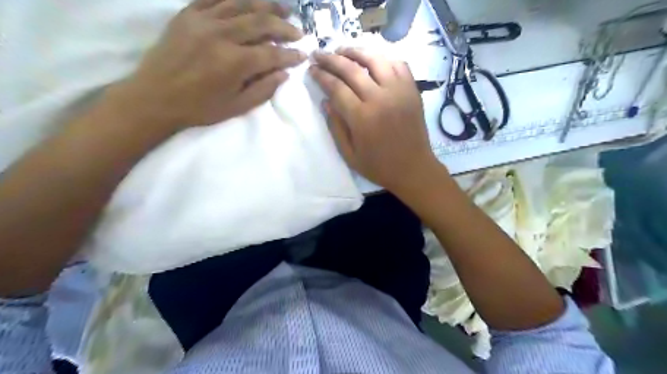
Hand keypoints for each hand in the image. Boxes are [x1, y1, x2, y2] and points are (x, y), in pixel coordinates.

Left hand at [116, 0, 307, 131]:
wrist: (155, 97)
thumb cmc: (200, 107)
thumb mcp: (237, 107)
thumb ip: (264, 89)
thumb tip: (284, 74)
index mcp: (235, 62)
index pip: (272, 53)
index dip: (291, 54)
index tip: (302, 55)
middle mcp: (222, 35)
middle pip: (262, 22)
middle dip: (284, 26)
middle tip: (298, 31)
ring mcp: (203, 20)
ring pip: (242, 3)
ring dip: (266, 4)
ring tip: (283, 8)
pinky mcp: (188, 14)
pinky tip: (248, 1)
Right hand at [310, 48, 444, 194]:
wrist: (414, 169)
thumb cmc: (379, 167)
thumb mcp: (349, 154)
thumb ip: (336, 127)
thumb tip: (325, 101)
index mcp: (362, 117)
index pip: (336, 87)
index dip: (321, 75)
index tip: (311, 69)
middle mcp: (380, 98)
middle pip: (352, 69)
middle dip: (331, 59)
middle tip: (319, 53)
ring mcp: (399, 91)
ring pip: (375, 59)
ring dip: (356, 51)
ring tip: (343, 50)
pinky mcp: (412, 91)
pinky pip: (398, 65)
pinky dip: (384, 59)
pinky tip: (373, 61)